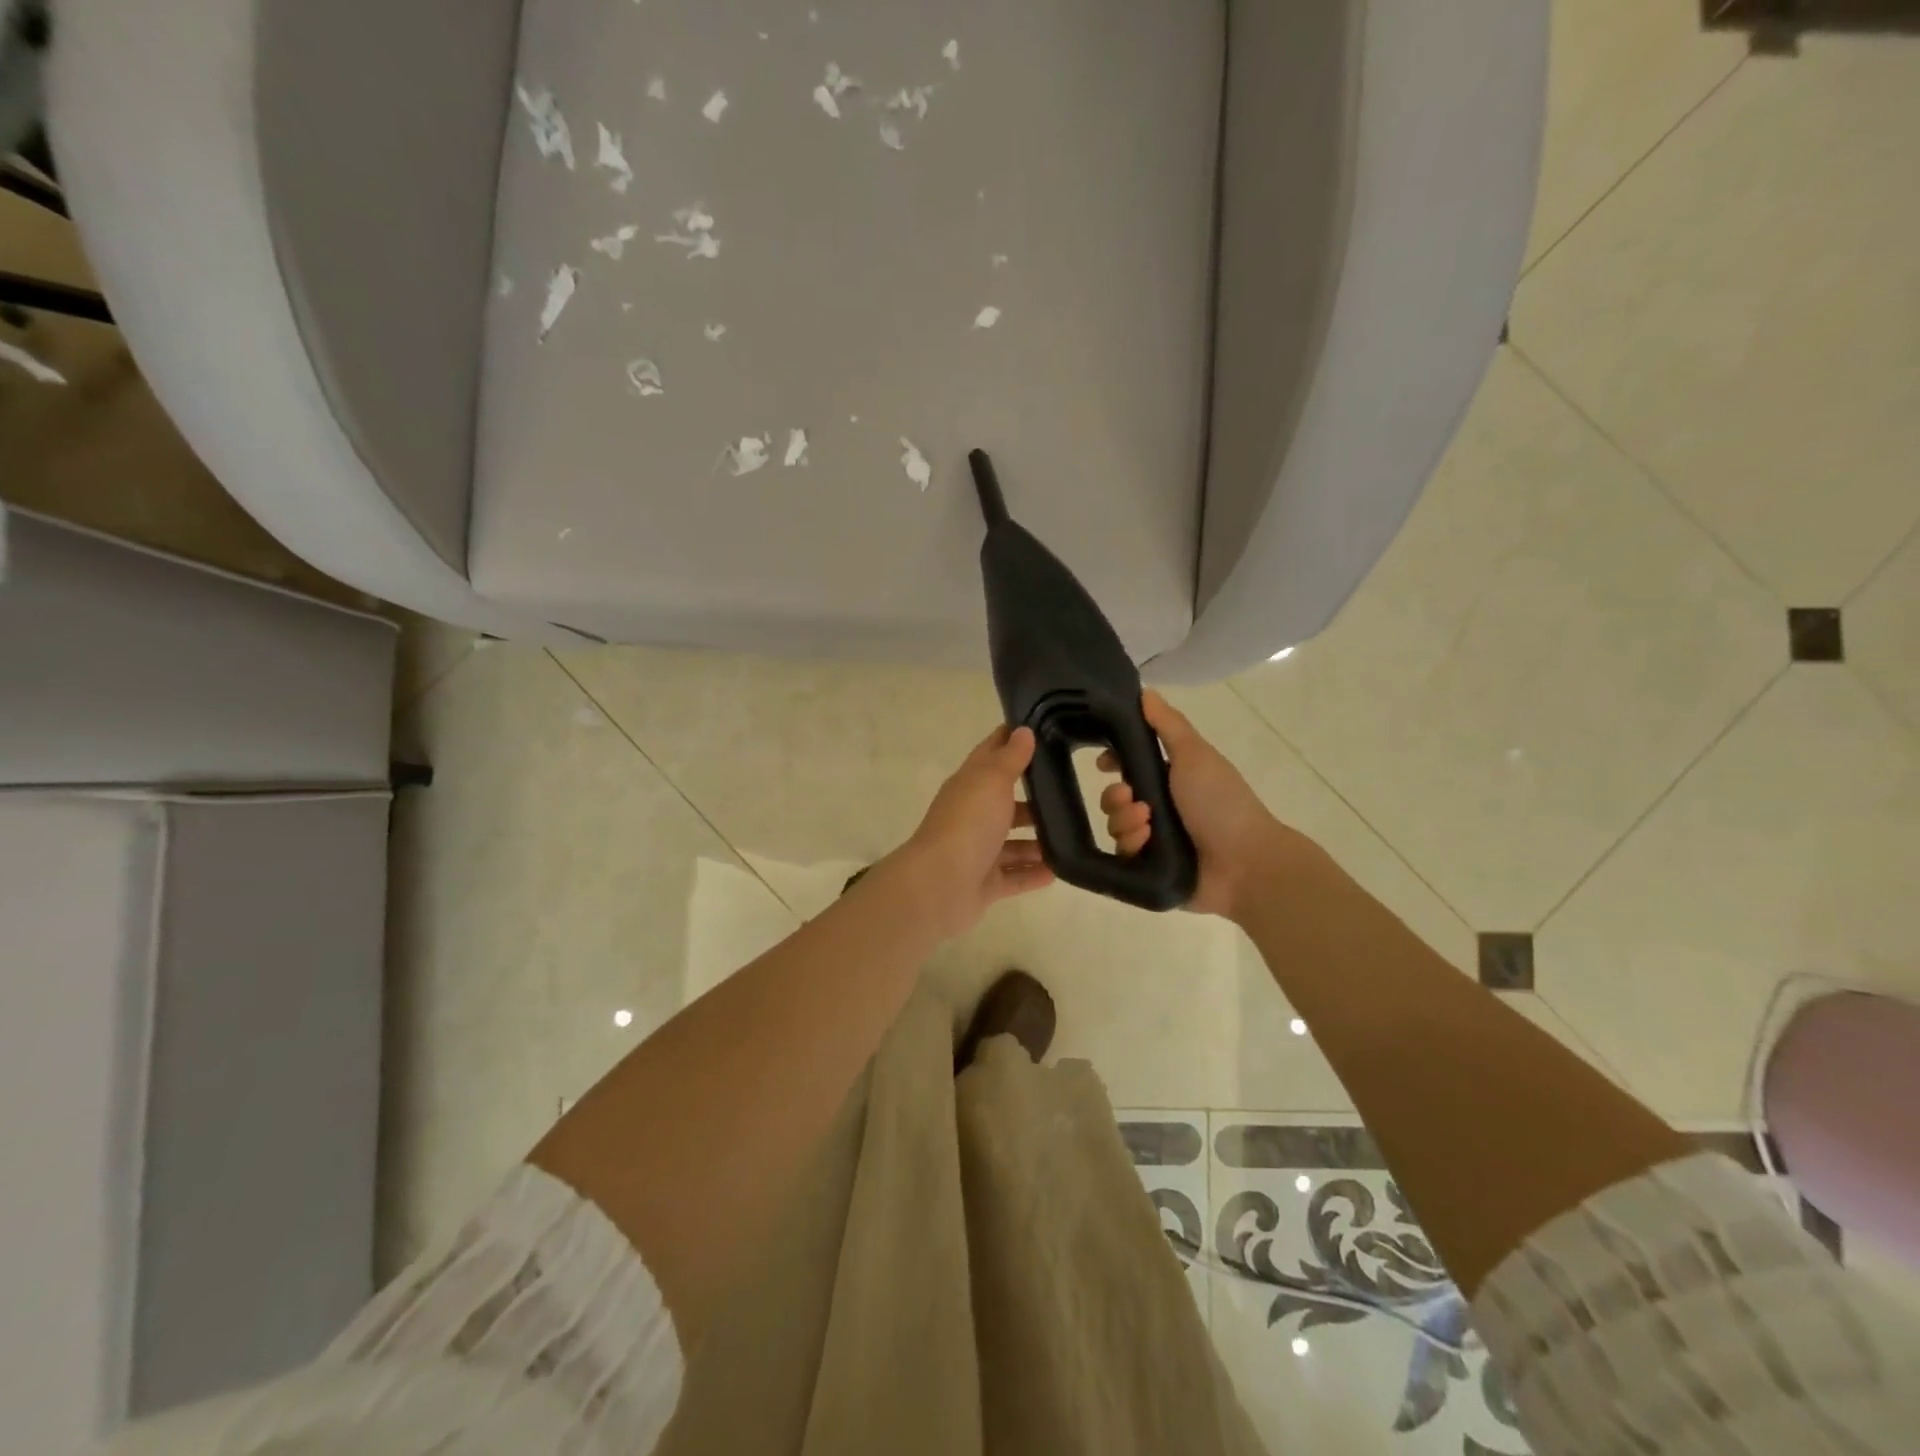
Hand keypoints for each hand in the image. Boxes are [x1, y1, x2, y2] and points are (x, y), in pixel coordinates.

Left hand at [892, 725, 1053, 936]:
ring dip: (1036, 841)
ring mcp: (977, 852)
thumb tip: (1023, 730)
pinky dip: (1033, 874)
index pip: (990, 755)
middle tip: (1071, 794)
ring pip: (1011, 844)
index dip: (1010, 741)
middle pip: (1004, 804)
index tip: (1040, 730)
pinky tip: (1059, 871)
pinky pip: (1014, 877)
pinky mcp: (984, 884)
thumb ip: (1010, 758)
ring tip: (1071, 837)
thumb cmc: (968, 824)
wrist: (940, 885)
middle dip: (1033, 801)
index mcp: (969, 786)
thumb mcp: (992, 781)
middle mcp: (971, 816)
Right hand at [1098, 690, 1295, 920]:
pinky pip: (1122, 856)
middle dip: (1115, 796)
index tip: (1101, 763)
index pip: (1130, 766)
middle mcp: (1161, 808)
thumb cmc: (1221, 802)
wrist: (1244, 863)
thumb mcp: (1194, 755)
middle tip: (1130, 797)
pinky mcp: (1149, 870)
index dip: (1113, 762)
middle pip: (1115, 797)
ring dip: (1124, 821)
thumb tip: (1144, 691)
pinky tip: (1147, 843)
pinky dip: (1132, 845)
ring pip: (1115, 826)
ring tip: (1146, 824)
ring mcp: (1155, 841)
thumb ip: (1167, 724)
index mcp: (1171, 778)